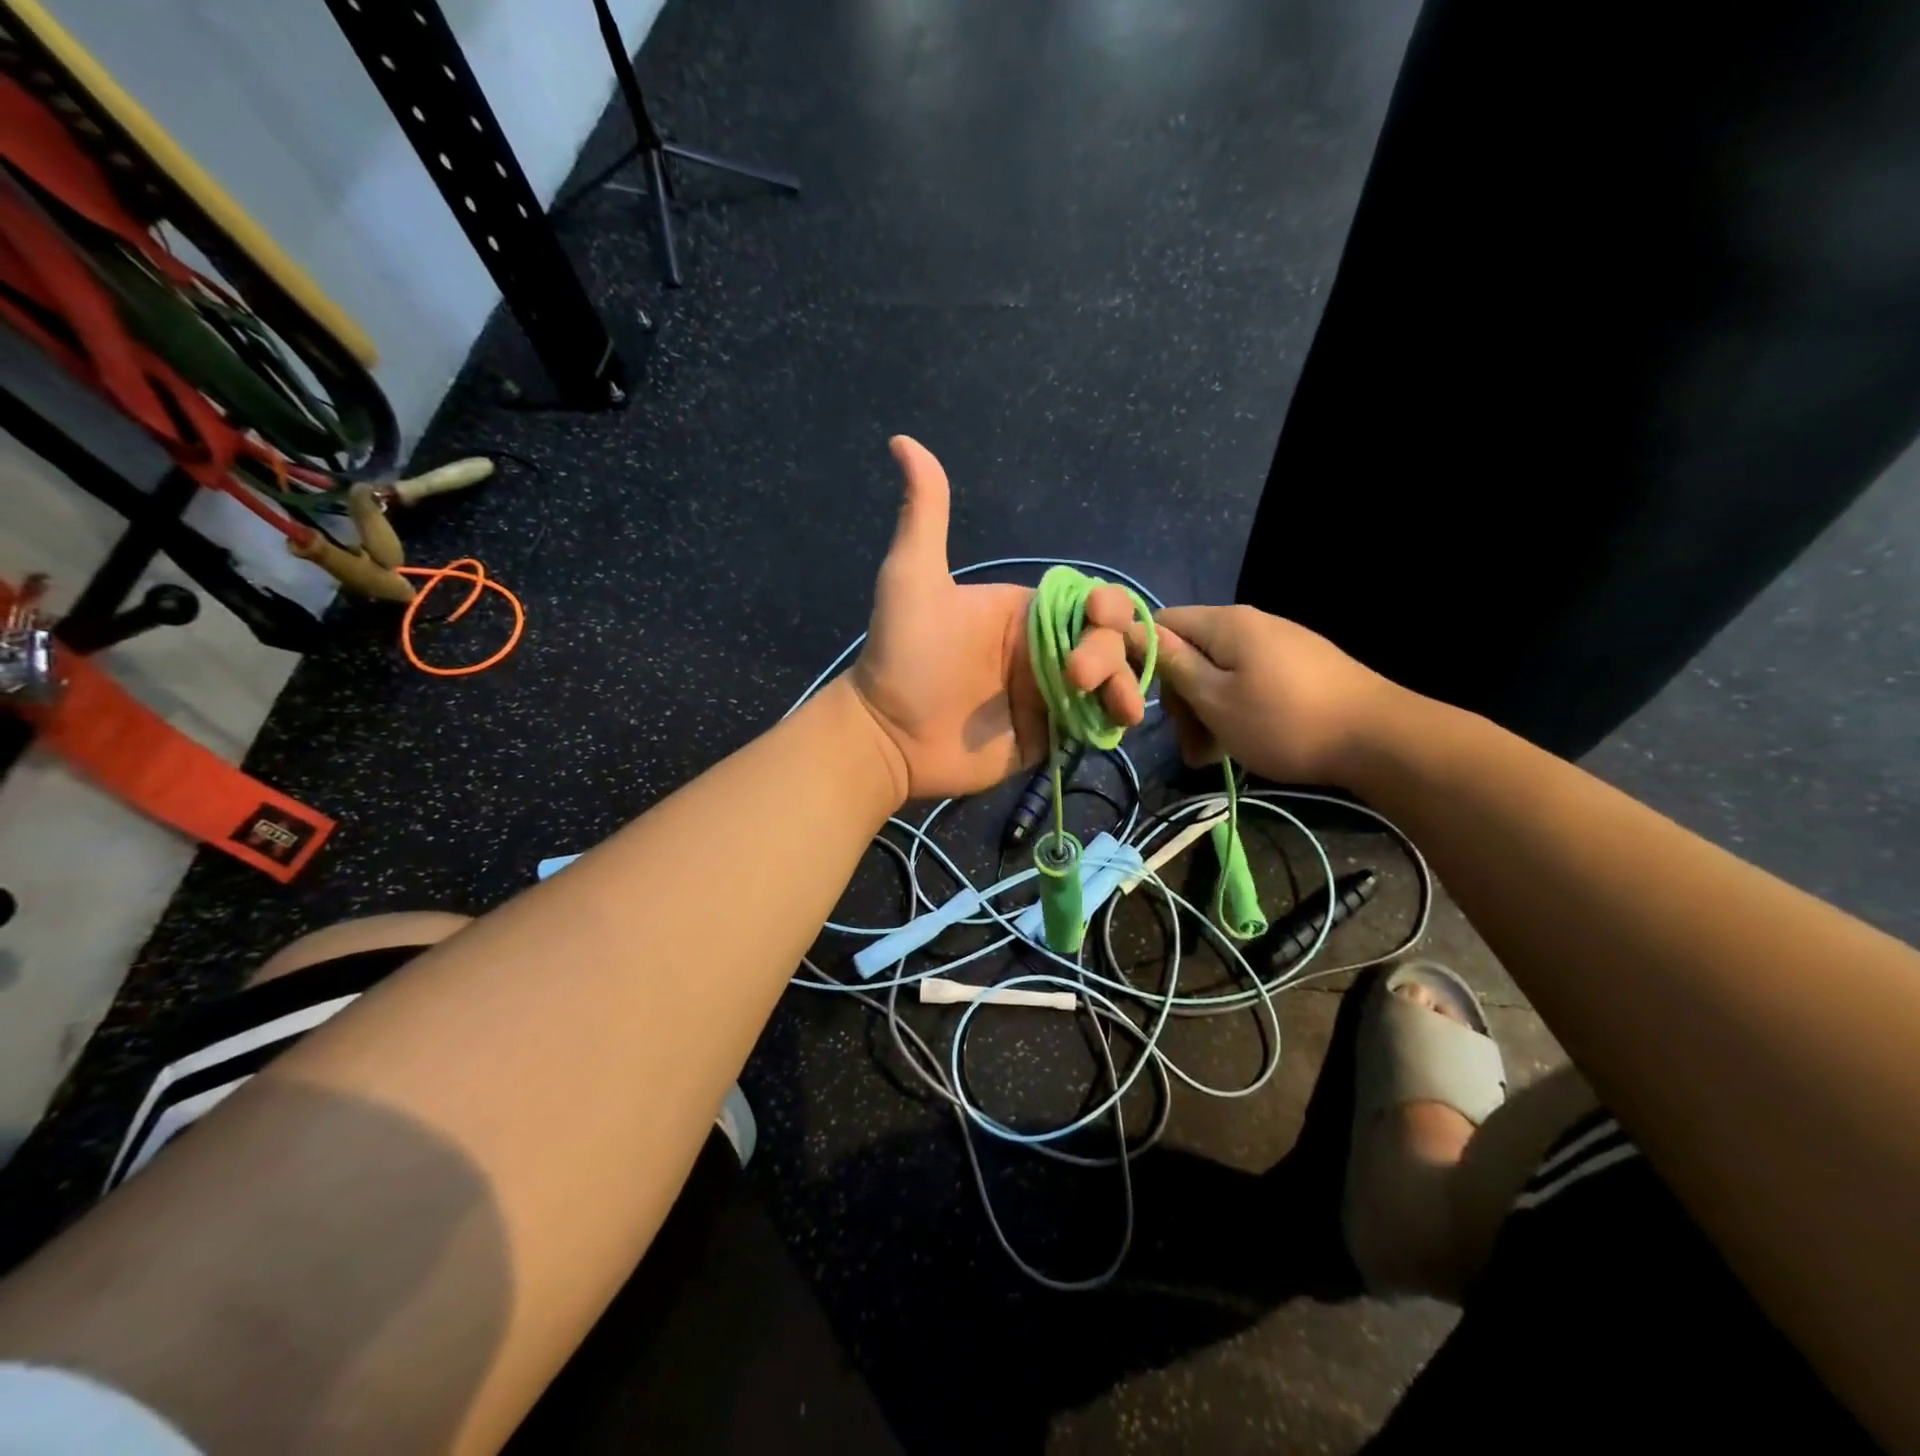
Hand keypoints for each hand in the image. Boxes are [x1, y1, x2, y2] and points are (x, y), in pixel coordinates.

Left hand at [849, 437, 1144, 799]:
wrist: (887, 734)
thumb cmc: (903, 655)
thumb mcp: (913, 577)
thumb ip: (925, 514)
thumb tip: (903, 441)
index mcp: (1025, 612)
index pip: (1086, 601)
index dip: (1105, 604)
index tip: (1098, 613)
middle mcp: (1043, 650)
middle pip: (1106, 641)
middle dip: (1109, 650)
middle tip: (1077, 676)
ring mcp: (1048, 694)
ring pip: (1110, 681)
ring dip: (1124, 685)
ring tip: (1116, 707)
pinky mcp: (1049, 734)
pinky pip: (1093, 721)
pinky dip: (1112, 719)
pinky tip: (1117, 722)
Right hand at [1128, 604, 1403, 784]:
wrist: (1379, 739)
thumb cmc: (1284, 721)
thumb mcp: (1215, 698)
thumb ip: (1173, 664)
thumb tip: (1132, 631)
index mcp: (1225, 623)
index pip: (1161, 622)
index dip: (1143, 657)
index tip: (1145, 701)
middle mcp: (1250, 624)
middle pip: (1190, 652)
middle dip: (1180, 697)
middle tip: (1187, 743)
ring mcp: (1278, 644)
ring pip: (1218, 673)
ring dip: (1204, 713)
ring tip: (1210, 756)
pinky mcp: (1298, 667)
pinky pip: (1247, 682)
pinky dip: (1233, 711)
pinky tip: (1238, 744)